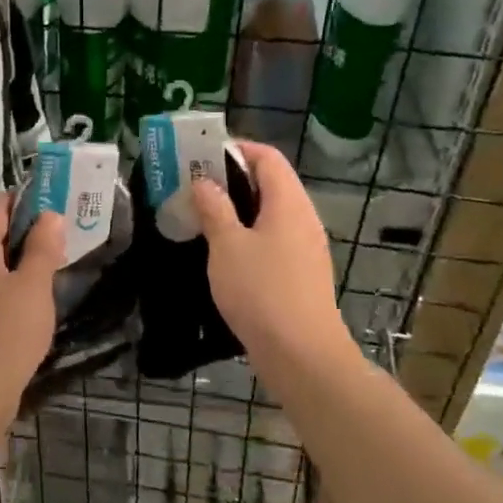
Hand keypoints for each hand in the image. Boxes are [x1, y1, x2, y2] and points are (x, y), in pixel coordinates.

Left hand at [0, 195, 64, 423]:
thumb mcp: (32, 287)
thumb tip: (50, 215)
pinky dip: (18, 283)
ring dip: (26, 258)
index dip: (26, 199)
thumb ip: (43, 249)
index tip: (59, 198)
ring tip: (61, 257)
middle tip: (68, 228)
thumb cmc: (5, 334)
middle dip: (30, 228)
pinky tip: (41, 295)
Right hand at [190, 142, 354, 368]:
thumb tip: (204, 182)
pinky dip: (250, 234)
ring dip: (240, 208)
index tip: (202, 154)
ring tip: (204, 215)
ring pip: (272, 213)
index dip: (237, 149)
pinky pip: (275, 238)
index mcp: (288, 202)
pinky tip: (225, 251)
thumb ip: (214, 209)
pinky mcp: (302, 273)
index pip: (267, 157)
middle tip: (196, 185)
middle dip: (233, 178)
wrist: (301, 353)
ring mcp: (306, 247)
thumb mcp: (227, 246)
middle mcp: (303, 218)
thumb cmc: (261, 291)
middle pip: (271, 183)